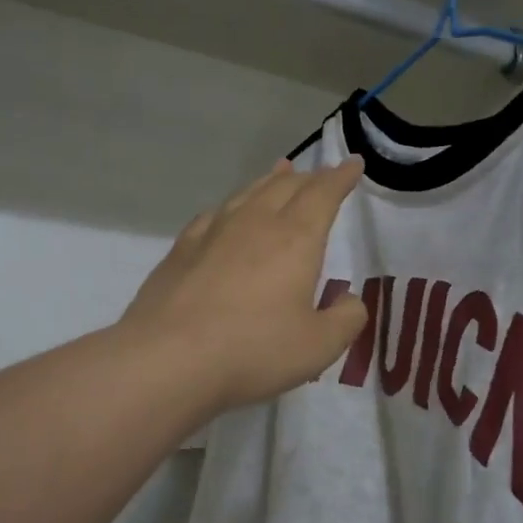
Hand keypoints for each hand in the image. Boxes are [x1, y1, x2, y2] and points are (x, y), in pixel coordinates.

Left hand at [122, 157, 369, 412]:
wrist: (169, 358)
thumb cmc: (253, 350)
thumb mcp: (318, 346)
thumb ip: (345, 320)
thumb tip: (351, 300)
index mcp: (295, 239)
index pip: (323, 195)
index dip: (340, 178)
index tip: (353, 163)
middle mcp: (255, 223)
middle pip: (286, 187)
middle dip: (309, 177)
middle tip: (321, 174)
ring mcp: (213, 233)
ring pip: (248, 193)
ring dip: (270, 181)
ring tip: (281, 172)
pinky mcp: (181, 250)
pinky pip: (214, 214)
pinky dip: (232, 205)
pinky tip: (227, 213)